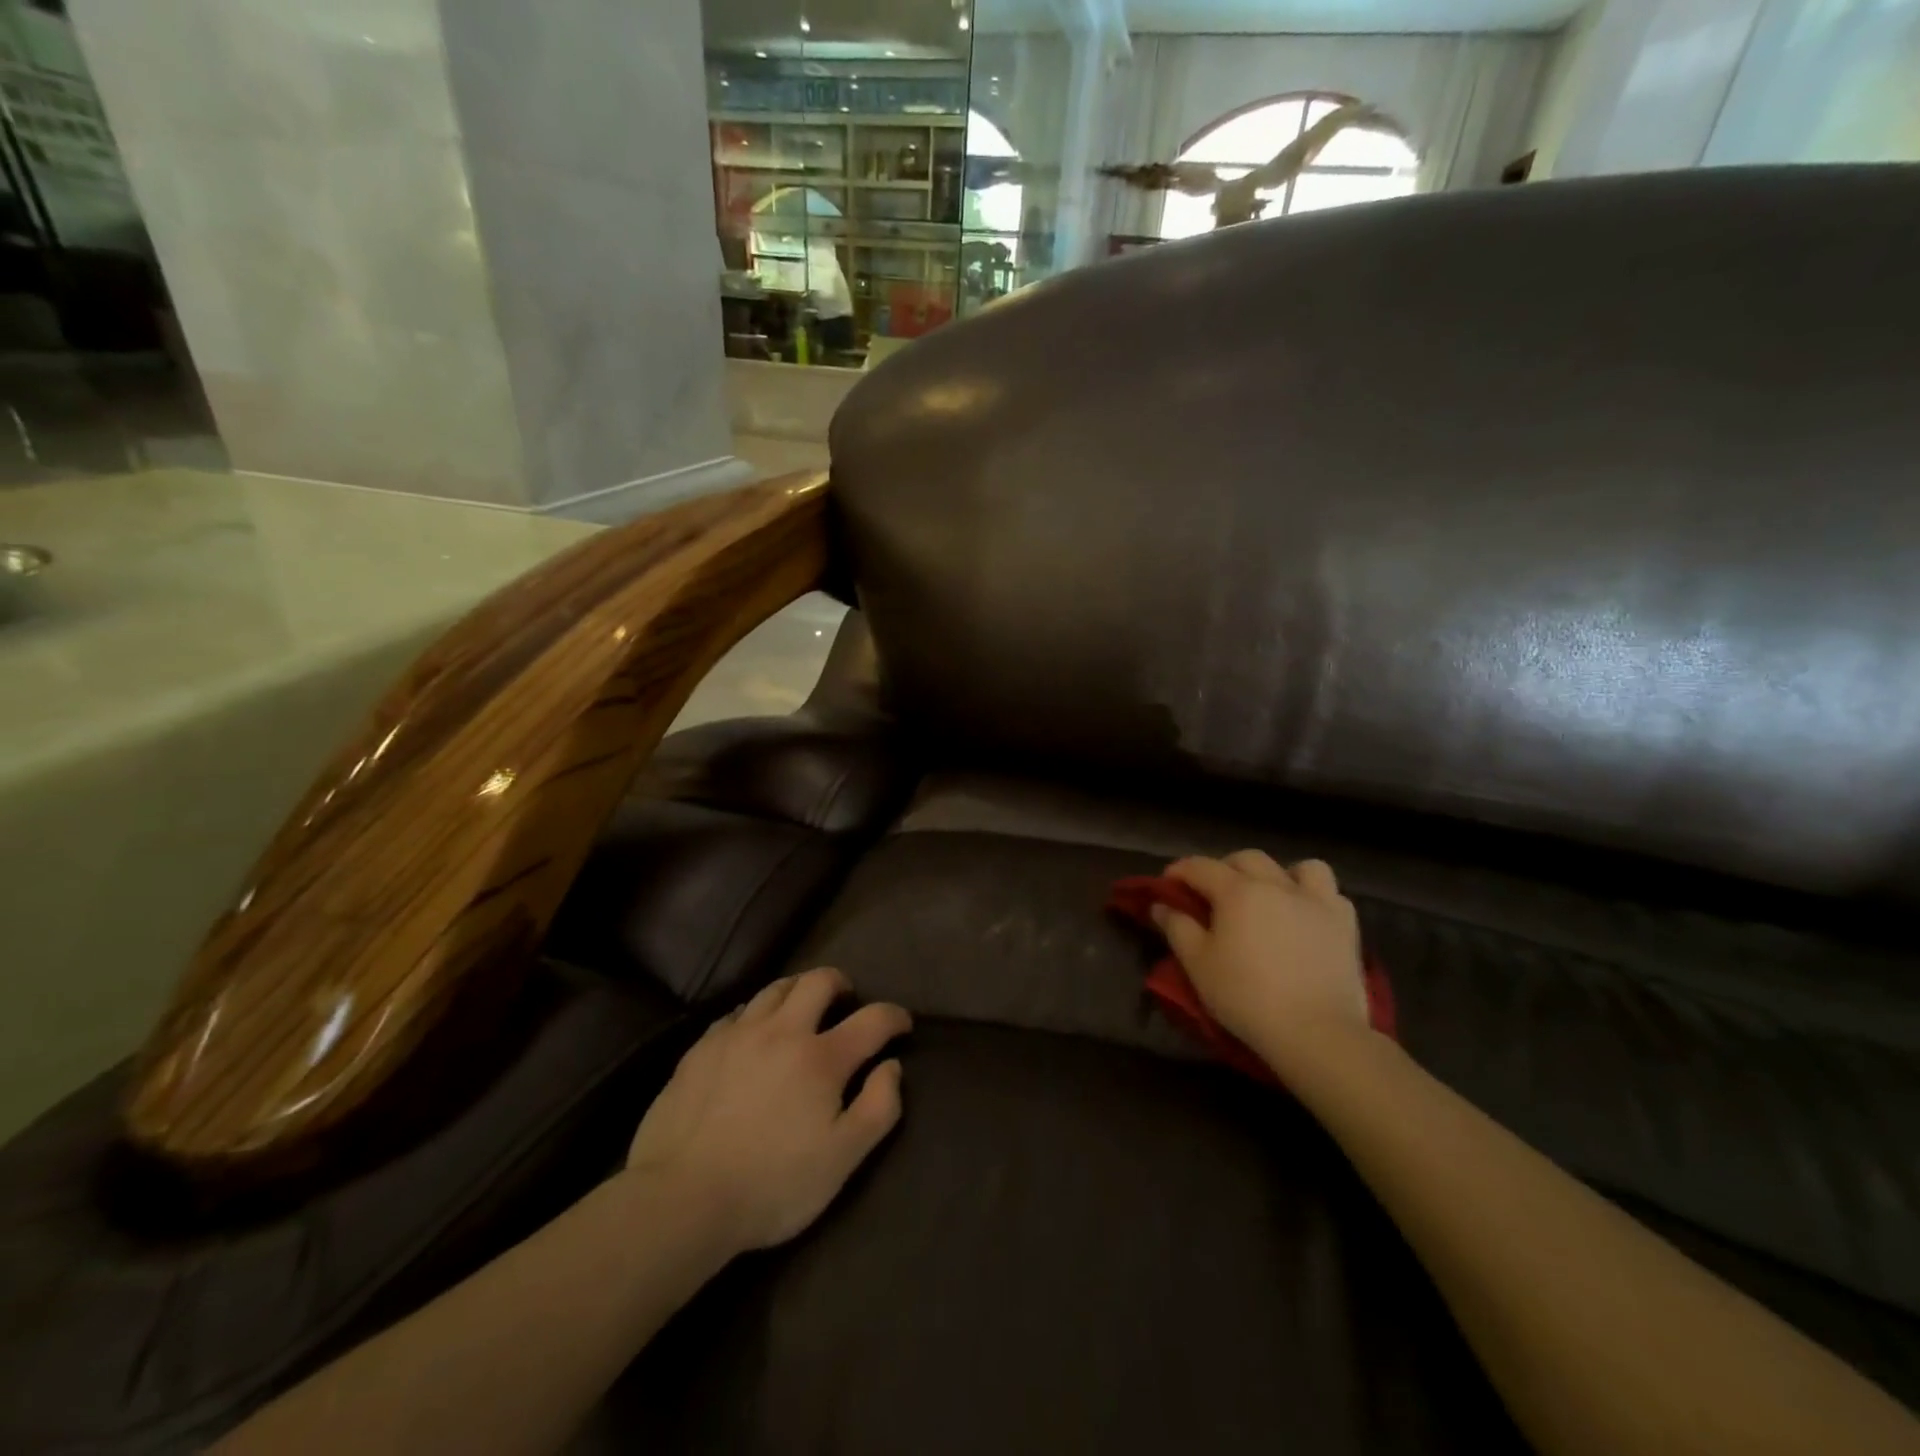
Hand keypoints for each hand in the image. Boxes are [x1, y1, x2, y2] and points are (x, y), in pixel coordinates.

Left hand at [624, 967, 908, 1253]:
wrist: (681, 1198)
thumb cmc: (771, 1185)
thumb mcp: (842, 1159)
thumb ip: (878, 1108)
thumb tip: (892, 1066)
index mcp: (821, 1058)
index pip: (872, 1019)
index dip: (894, 1016)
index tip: (902, 1023)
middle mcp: (782, 1031)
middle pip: (818, 981)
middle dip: (840, 982)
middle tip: (846, 997)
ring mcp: (737, 1035)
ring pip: (774, 988)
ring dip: (797, 989)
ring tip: (801, 1005)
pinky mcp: (701, 1048)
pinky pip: (737, 1013)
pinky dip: (755, 1013)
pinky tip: (752, 1033)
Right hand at [1155, 852, 1369, 1077]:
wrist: (1316, 1032)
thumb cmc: (1247, 997)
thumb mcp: (1198, 965)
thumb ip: (1177, 928)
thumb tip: (1161, 905)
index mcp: (1238, 891)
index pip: (1201, 867)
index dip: (1180, 871)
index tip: (1168, 883)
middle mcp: (1277, 885)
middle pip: (1246, 859)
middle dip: (1224, 868)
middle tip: (1213, 893)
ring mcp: (1317, 901)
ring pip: (1299, 867)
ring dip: (1279, 874)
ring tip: (1270, 897)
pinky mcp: (1345, 924)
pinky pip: (1330, 893)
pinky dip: (1314, 897)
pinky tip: (1305, 917)